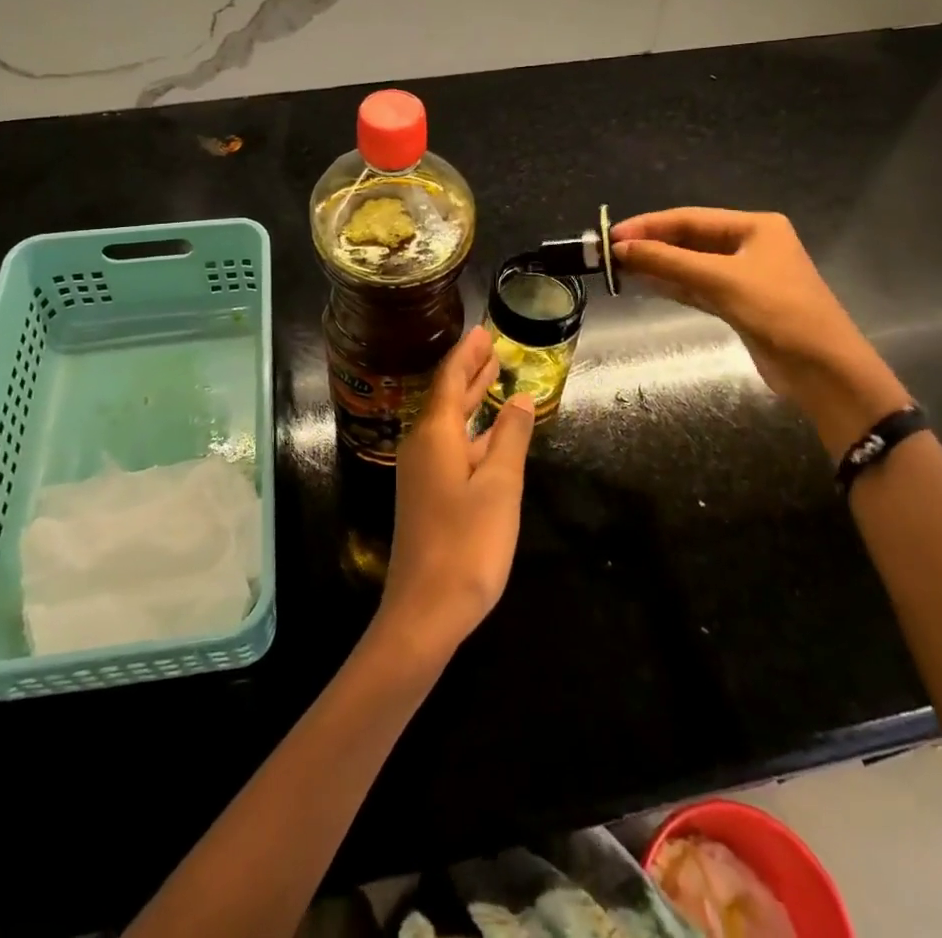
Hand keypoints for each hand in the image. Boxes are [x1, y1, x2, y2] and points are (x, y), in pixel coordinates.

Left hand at [376, 325, 535, 662]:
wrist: (425, 610)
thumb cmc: (467, 543)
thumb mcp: (500, 486)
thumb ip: (510, 437)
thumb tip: (520, 397)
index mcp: (436, 434)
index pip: (449, 379)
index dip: (467, 354)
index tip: (482, 331)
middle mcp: (423, 445)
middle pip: (446, 397)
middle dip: (468, 372)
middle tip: (490, 347)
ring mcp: (421, 472)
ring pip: (449, 424)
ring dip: (470, 400)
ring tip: (492, 378)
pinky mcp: (427, 495)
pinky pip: (450, 447)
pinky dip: (471, 431)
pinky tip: (488, 435)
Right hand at [611, 208, 910, 456]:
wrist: (824, 370)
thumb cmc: (779, 312)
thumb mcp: (722, 281)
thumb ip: (669, 261)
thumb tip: (620, 248)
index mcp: (755, 227)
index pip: (691, 218)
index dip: (649, 225)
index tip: (612, 236)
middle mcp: (750, 245)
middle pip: (690, 239)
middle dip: (652, 245)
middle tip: (611, 254)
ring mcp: (744, 276)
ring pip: (691, 264)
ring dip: (658, 265)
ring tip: (619, 268)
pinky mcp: (738, 304)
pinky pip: (697, 287)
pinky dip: (672, 285)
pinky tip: (645, 283)